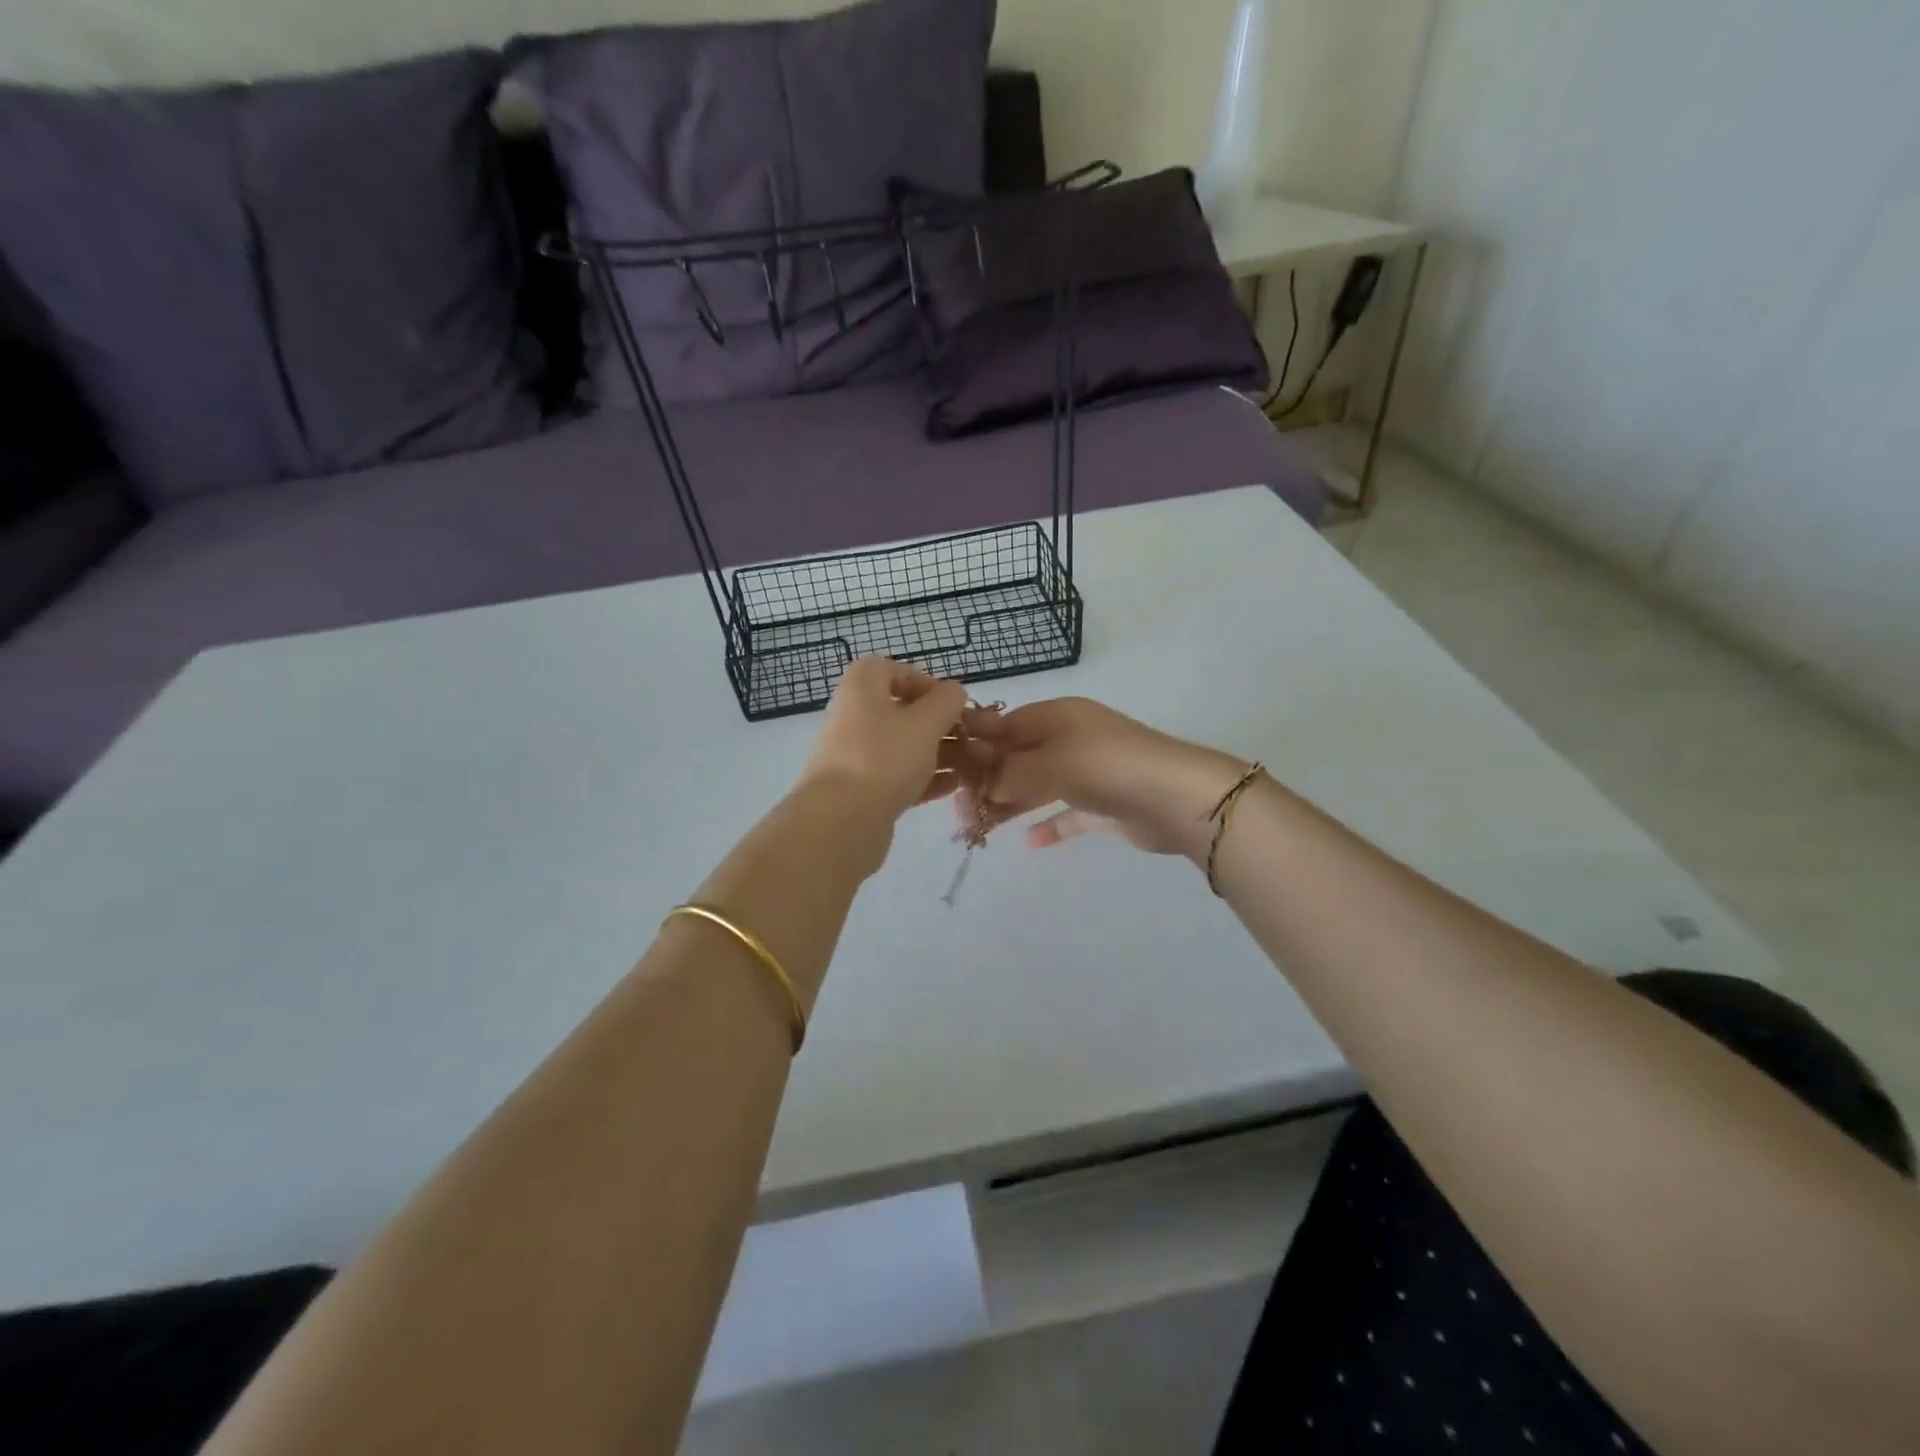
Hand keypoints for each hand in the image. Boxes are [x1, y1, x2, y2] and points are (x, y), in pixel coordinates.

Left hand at [799, 658, 972, 828]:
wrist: (840, 820)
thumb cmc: (885, 758)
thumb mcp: (926, 723)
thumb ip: (946, 701)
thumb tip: (953, 693)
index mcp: (862, 685)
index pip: (897, 671)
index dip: (929, 685)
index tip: (954, 706)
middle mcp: (854, 713)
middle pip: (904, 711)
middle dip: (942, 725)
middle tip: (971, 740)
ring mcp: (855, 753)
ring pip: (904, 745)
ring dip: (939, 753)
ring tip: (972, 767)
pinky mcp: (860, 787)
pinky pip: (897, 774)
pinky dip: (924, 776)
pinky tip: (953, 787)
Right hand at [958, 697, 1246, 859]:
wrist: (1176, 797)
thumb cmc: (1105, 766)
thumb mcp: (1049, 762)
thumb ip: (1010, 772)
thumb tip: (982, 784)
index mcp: (1057, 717)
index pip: (1005, 724)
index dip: (977, 744)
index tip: (948, 768)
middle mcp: (1071, 739)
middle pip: (1019, 757)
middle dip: (989, 780)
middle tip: (960, 809)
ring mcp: (1090, 771)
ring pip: (1039, 785)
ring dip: (1011, 803)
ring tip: (980, 826)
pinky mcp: (1105, 804)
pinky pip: (1068, 812)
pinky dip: (1049, 824)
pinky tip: (1030, 842)